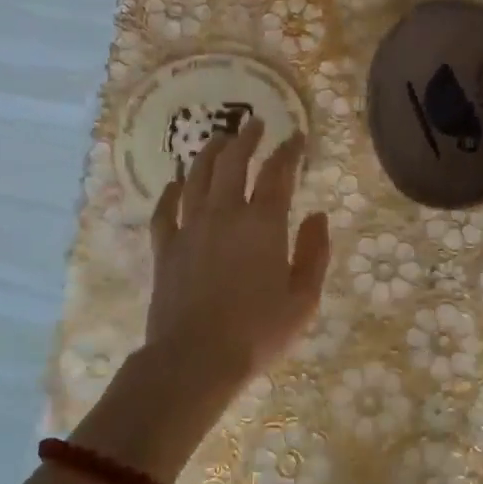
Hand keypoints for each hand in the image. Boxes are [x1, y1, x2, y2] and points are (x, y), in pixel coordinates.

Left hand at [144, 118, 330, 405]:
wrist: (196, 359)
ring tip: (219, 139)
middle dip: (246, 138)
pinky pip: (165, 210)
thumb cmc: (258, 332)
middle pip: (234, 162)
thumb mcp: (303, 299)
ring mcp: (190, 228)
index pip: (279, 173)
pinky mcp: (166, 248)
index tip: (296, 137)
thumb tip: (317, 216)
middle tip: (255, 124)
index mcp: (263, 224)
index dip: (289, 151)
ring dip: (209, 153)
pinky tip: (175, 182)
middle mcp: (225, 214)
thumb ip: (314, 253)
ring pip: (198, 177)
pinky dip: (170, 192)